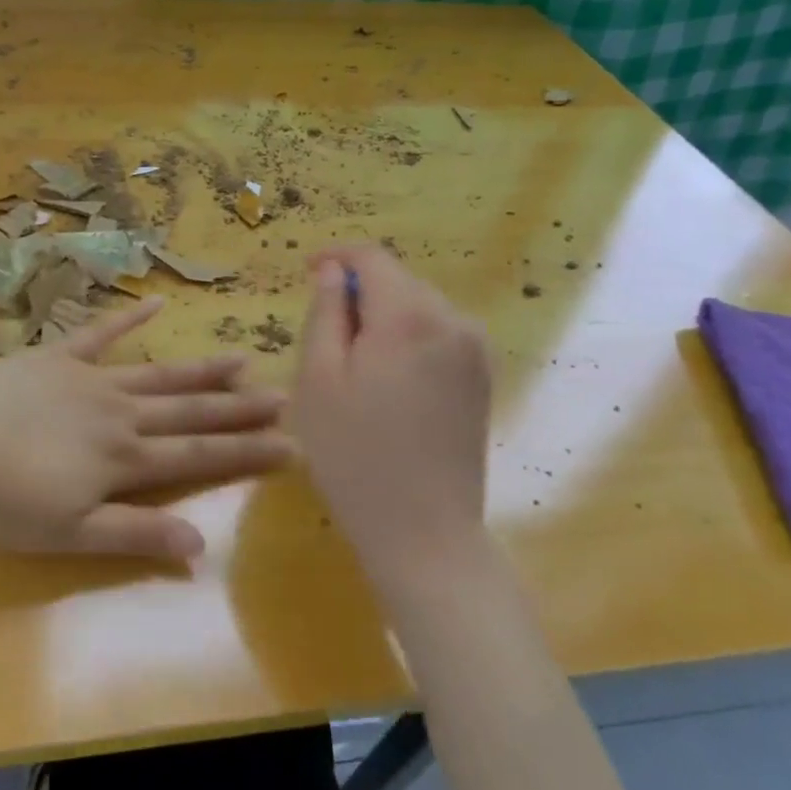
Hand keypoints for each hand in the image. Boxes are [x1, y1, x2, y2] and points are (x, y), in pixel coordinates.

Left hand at [0, 298, 291, 560]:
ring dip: (199, 368)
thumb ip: (134, 533)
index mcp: (122, 457)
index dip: (245, 452)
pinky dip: (127, 319)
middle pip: (188, 409)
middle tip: (282, 396)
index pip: (197, 454)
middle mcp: (117, 412)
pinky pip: (98, 334)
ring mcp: (87, 378)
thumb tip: (202, 545)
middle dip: (237, 407)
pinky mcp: (55, 357)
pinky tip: (155, 303)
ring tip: (241, 358)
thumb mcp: (68, 534)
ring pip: (156, 373)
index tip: (291, 444)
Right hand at [291, 246, 493, 587]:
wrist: (425, 532)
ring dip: (383, 316)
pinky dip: (408, 337)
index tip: (307, 274)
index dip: (336, 257)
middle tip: (324, 337)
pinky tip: (389, 382)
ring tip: (355, 365)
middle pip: (397, 279)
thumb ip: (325, 312)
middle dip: (358, 292)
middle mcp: (452, 319)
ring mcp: (475, 349)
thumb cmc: (354, 455)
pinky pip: (437, 332)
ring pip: (417, 305)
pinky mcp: (483, 376)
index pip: (371, 257)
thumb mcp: (319, 378)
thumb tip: (331, 270)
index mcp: (409, 315)